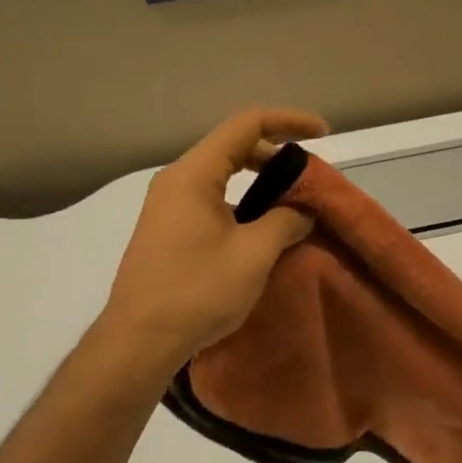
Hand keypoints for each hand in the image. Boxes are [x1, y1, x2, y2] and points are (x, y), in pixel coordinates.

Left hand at [93, 107, 327, 375]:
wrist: (139, 341)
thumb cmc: (197, 291)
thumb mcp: (254, 254)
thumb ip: (285, 222)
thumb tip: (302, 212)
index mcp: (195, 174)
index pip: (247, 125)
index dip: (289, 121)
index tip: (323, 134)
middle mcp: (178, 180)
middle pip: (234, 146)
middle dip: (277, 154)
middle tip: (310, 178)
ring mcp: (169, 205)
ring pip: (224, 175)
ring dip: (261, 181)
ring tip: (294, 204)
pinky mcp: (169, 229)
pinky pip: (213, 199)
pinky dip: (244, 203)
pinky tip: (264, 230)